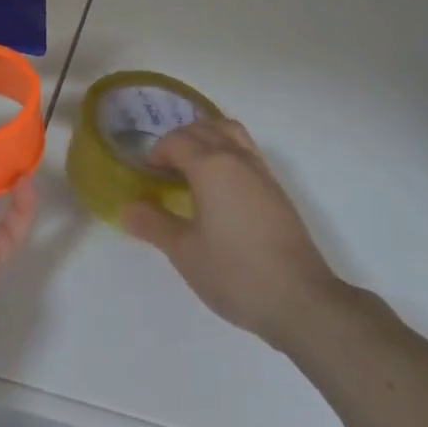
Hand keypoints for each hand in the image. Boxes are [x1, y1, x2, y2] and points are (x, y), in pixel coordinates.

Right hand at [122, 118, 342, 350]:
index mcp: (211, 165)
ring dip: (206, 137)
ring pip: (228, 132)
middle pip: (202, 128)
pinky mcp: (276, 188)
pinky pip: (245, 149)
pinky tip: (221, 186)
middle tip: (163, 170)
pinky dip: (226, 150)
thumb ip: (154, 225)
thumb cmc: (236, 273)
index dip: (156, 153)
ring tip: (192, 167)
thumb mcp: (186, 253)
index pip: (176, 141)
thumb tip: (127, 208)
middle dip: (178, 140)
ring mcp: (261, 170)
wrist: (299, 298)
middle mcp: (236, 157)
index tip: (146, 175)